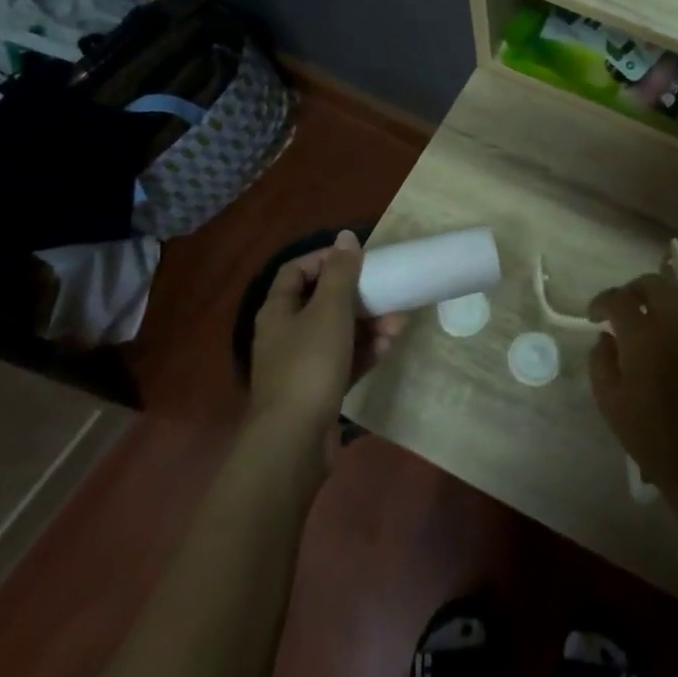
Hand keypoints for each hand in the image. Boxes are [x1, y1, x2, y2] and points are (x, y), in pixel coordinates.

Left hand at [249, 230, 404, 433]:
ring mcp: (301, 364)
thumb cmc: (309, 364)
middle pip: (321, 303)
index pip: (296, 271)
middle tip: (386, 291)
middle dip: (357, 296)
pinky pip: (344, 361)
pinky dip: (365, 351)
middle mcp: (285, 334)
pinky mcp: (318, 390)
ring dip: (368, 324)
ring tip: (398, 322)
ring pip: (338, 333)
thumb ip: (340, 272)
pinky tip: (388, 347)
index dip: (325, 259)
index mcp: (278, 310)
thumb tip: (346, 236)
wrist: (294, 440)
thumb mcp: (329, 310)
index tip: (358, 258)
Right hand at [588, 274, 677, 499]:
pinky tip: (670, 356)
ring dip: (658, 306)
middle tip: (622, 309)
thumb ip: (600, 361)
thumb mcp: (609, 402)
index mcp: (645, 336)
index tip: (594, 315)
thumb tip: (606, 338)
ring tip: (645, 330)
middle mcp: (677, 325)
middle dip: (634, 290)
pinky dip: (677, 329)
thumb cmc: (650, 435)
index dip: (602, 301)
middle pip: (656, 284)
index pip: (620, 299)